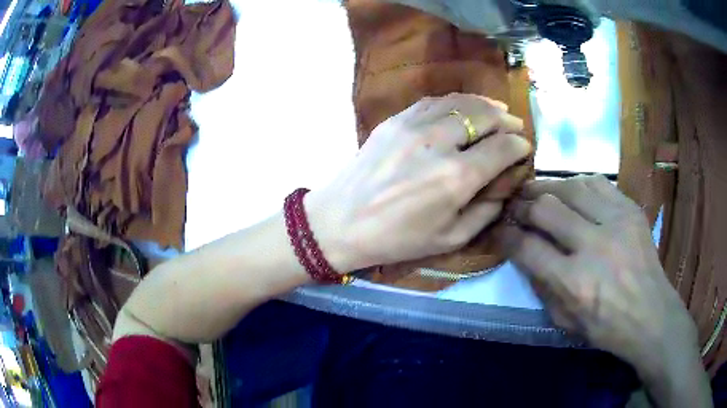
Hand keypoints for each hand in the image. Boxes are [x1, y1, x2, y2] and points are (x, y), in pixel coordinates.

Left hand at [307, 93, 530, 271]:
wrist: (340, 222)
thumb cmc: (397, 239)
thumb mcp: (450, 239)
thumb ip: (486, 211)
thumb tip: (506, 184)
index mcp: (456, 177)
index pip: (502, 148)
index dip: (519, 146)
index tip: (524, 148)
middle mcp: (439, 143)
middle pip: (484, 116)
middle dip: (506, 121)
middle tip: (515, 127)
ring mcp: (413, 125)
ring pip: (460, 101)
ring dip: (484, 105)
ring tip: (497, 110)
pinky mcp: (394, 119)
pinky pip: (433, 101)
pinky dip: (455, 101)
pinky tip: (463, 107)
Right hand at [505, 175, 708, 405]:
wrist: (651, 315)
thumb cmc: (606, 327)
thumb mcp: (564, 321)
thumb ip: (541, 287)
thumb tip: (524, 254)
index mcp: (574, 283)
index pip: (527, 247)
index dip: (506, 236)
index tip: (498, 231)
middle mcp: (594, 246)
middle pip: (546, 208)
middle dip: (522, 206)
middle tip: (514, 207)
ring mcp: (616, 222)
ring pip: (571, 187)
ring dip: (547, 188)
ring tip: (537, 192)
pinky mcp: (631, 210)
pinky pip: (597, 183)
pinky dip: (577, 184)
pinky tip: (571, 192)